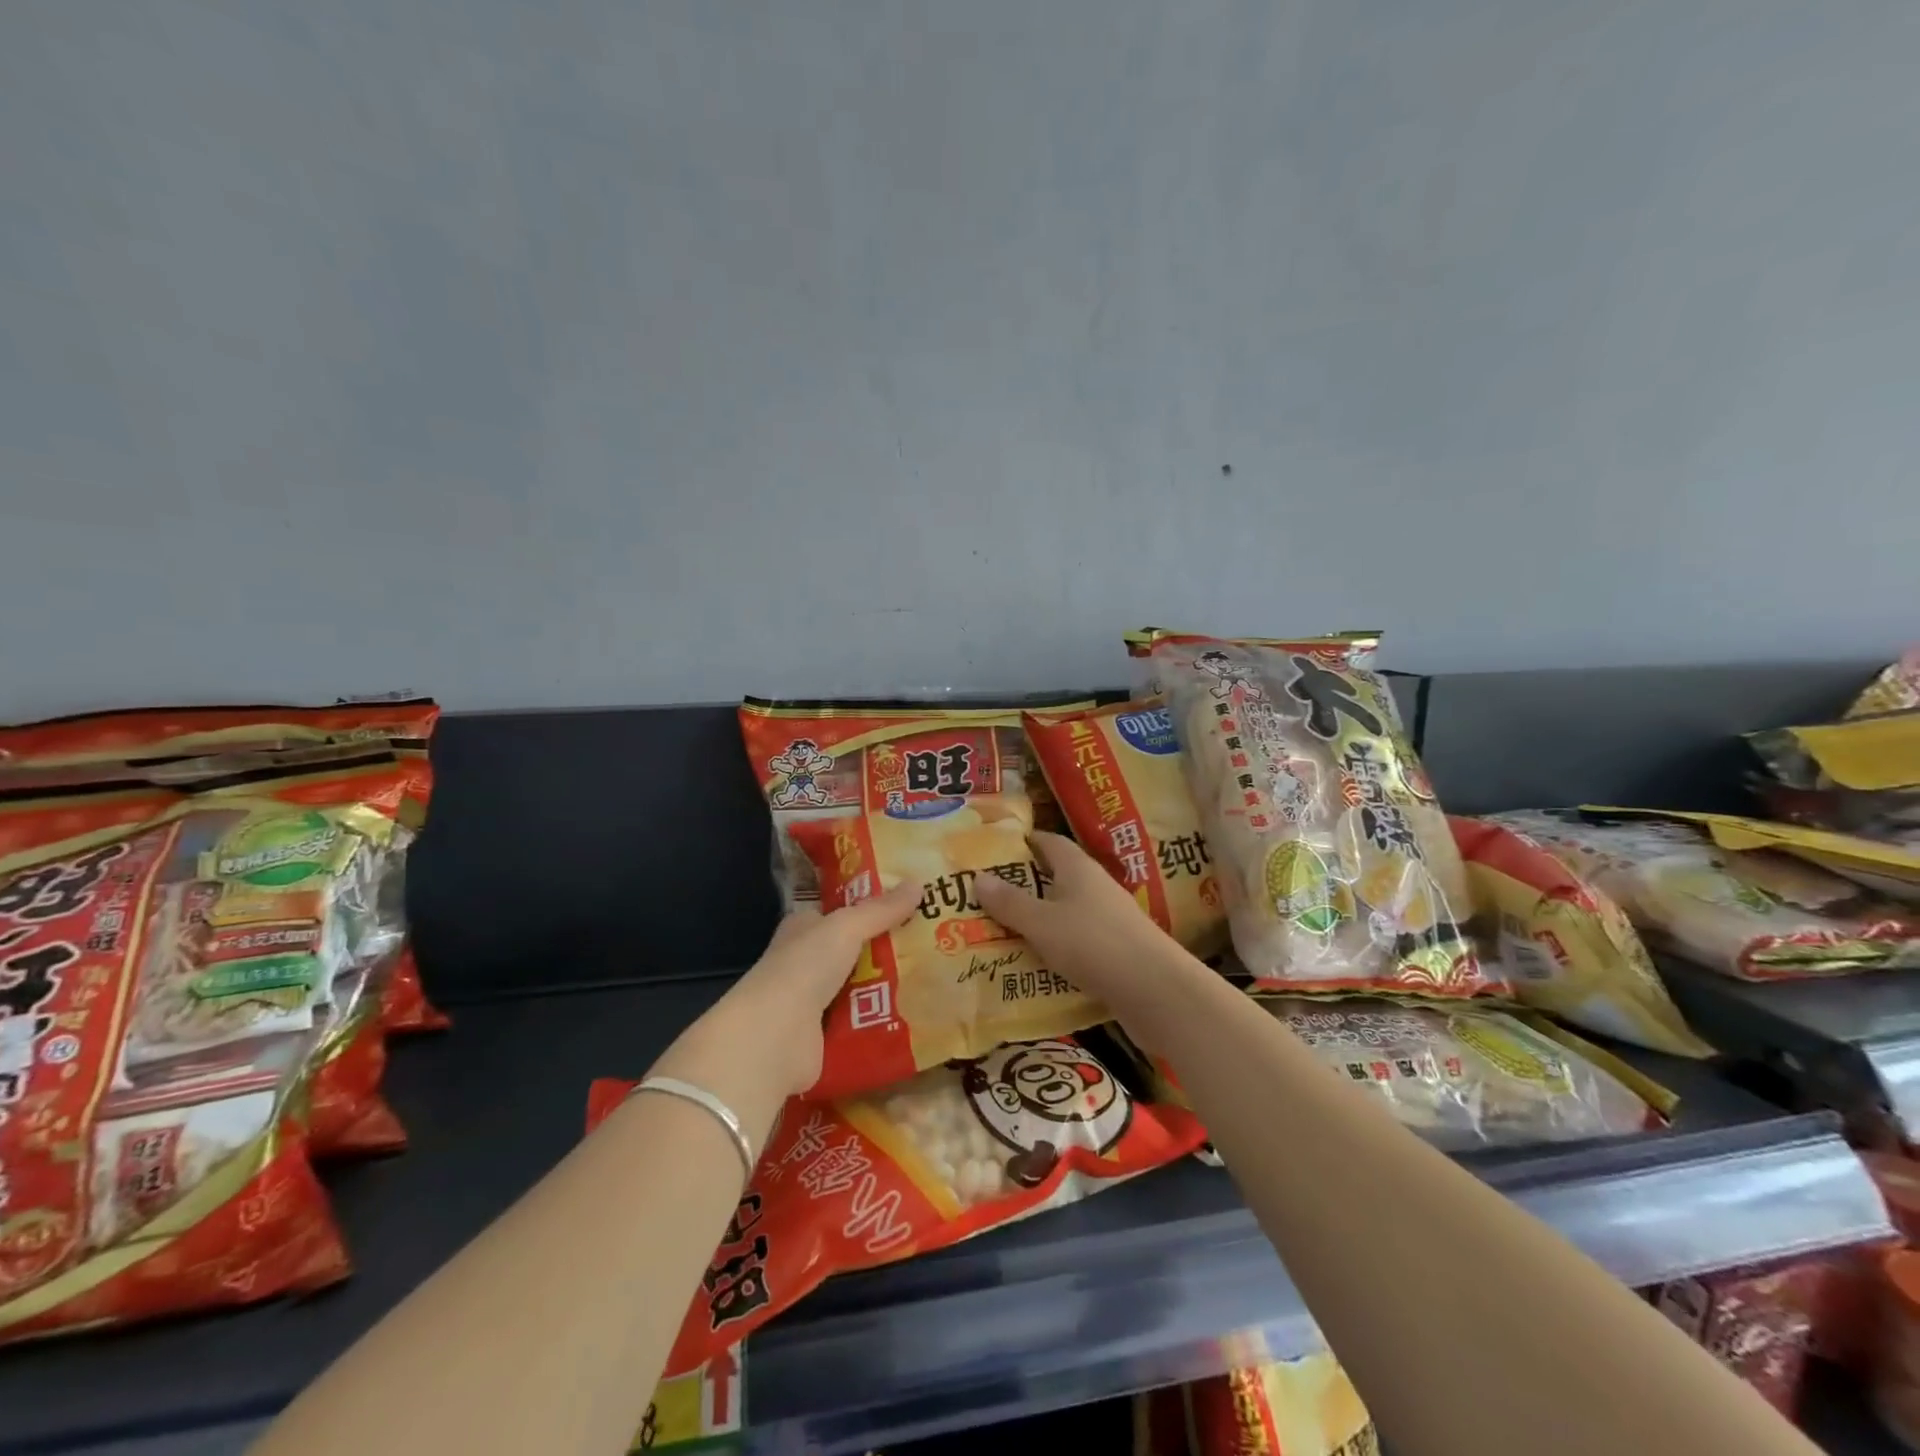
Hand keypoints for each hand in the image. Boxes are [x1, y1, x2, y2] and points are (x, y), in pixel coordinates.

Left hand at [650, 884, 922, 1114]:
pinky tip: (917, 1014)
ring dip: (890, 987)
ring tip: (934, 978)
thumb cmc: (804, 968)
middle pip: (854, 952)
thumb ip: (881, 910)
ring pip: (861, 988)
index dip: (869, 909)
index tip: (908, 906)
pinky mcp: (824, 1038)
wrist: (774, 1037)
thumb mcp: (846, 927)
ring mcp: (813, 1003)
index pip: (838, 914)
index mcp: (803, 929)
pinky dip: (883, 1020)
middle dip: (888, 949)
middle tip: (932, 943)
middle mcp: (805, 963)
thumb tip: (919, 883)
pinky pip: (862, 1023)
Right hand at [975, 831, 1184, 1014]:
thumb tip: (978, 876)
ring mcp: (1109, 918)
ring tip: (1004, 931)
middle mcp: (1095, 885)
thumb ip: (1010, 902)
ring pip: (1067, 910)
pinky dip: (1057, 946)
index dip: (1024, 843)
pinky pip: (1078, 939)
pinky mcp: (1117, 948)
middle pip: (1057, 876)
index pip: (1049, 842)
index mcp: (1077, 867)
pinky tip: (1037, 963)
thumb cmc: (1092, 943)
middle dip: (1026, 885)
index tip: (995, 852)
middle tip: (988, 897)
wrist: (1155, 989)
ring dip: (1041, 918)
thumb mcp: (1041, 923)